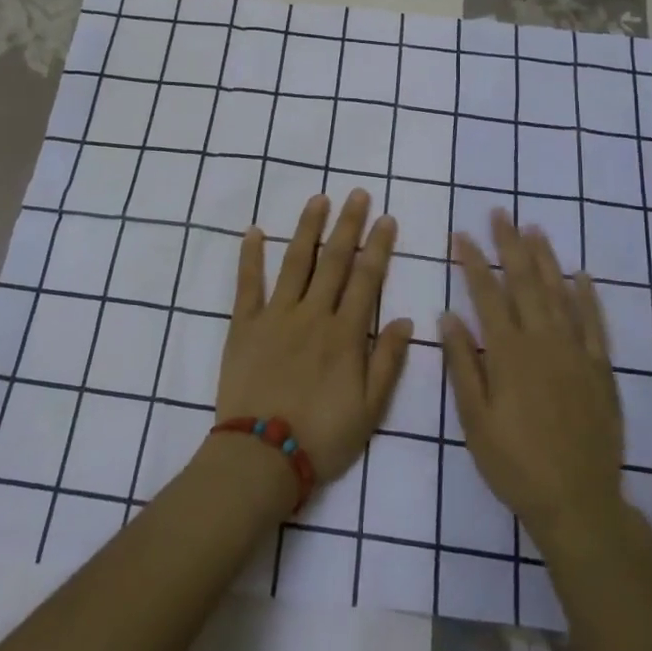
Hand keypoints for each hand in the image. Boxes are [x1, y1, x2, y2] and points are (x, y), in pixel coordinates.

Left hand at [215, 191, 412, 487]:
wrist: (261, 457)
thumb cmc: (322, 436)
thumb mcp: (370, 410)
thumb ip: (388, 361)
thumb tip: (408, 320)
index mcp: (345, 334)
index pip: (366, 279)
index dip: (378, 247)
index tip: (386, 218)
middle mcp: (312, 314)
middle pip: (334, 260)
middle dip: (348, 224)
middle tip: (357, 193)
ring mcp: (276, 315)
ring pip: (295, 261)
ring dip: (307, 227)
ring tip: (318, 199)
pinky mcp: (244, 325)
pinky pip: (247, 284)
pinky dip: (250, 256)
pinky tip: (253, 231)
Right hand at [444, 211, 626, 551]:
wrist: (578, 502)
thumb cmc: (515, 463)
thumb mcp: (475, 419)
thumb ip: (463, 364)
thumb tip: (448, 316)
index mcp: (509, 353)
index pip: (487, 294)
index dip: (473, 261)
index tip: (461, 234)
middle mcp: (543, 342)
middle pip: (525, 282)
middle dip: (510, 245)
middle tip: (501, 213)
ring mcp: (576, 353)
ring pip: (560, 294)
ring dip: (546, 259)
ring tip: (534, 230)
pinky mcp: (601, 370)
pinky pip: (595, 324)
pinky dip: (588, 297)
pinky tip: (581, 276)